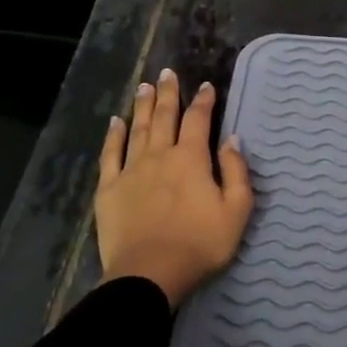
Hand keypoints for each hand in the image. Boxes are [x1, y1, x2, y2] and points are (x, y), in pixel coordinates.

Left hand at [96, 68, 253, 306]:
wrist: (149, 274)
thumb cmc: (200, 244)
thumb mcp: (236, 211)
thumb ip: (236, 172)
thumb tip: (231, 139)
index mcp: (192, 159)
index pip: (199, 120)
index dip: (204, 101)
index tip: (207, 86)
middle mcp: (160, 155)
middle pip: (165, 116)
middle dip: (169, 93)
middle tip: (168, 72)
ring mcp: (131, 170)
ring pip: (138, 128)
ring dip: (143, 105)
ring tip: (145, 86)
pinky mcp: (109, 188)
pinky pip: (110, 154)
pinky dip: (114, 135)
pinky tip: (115, 121)